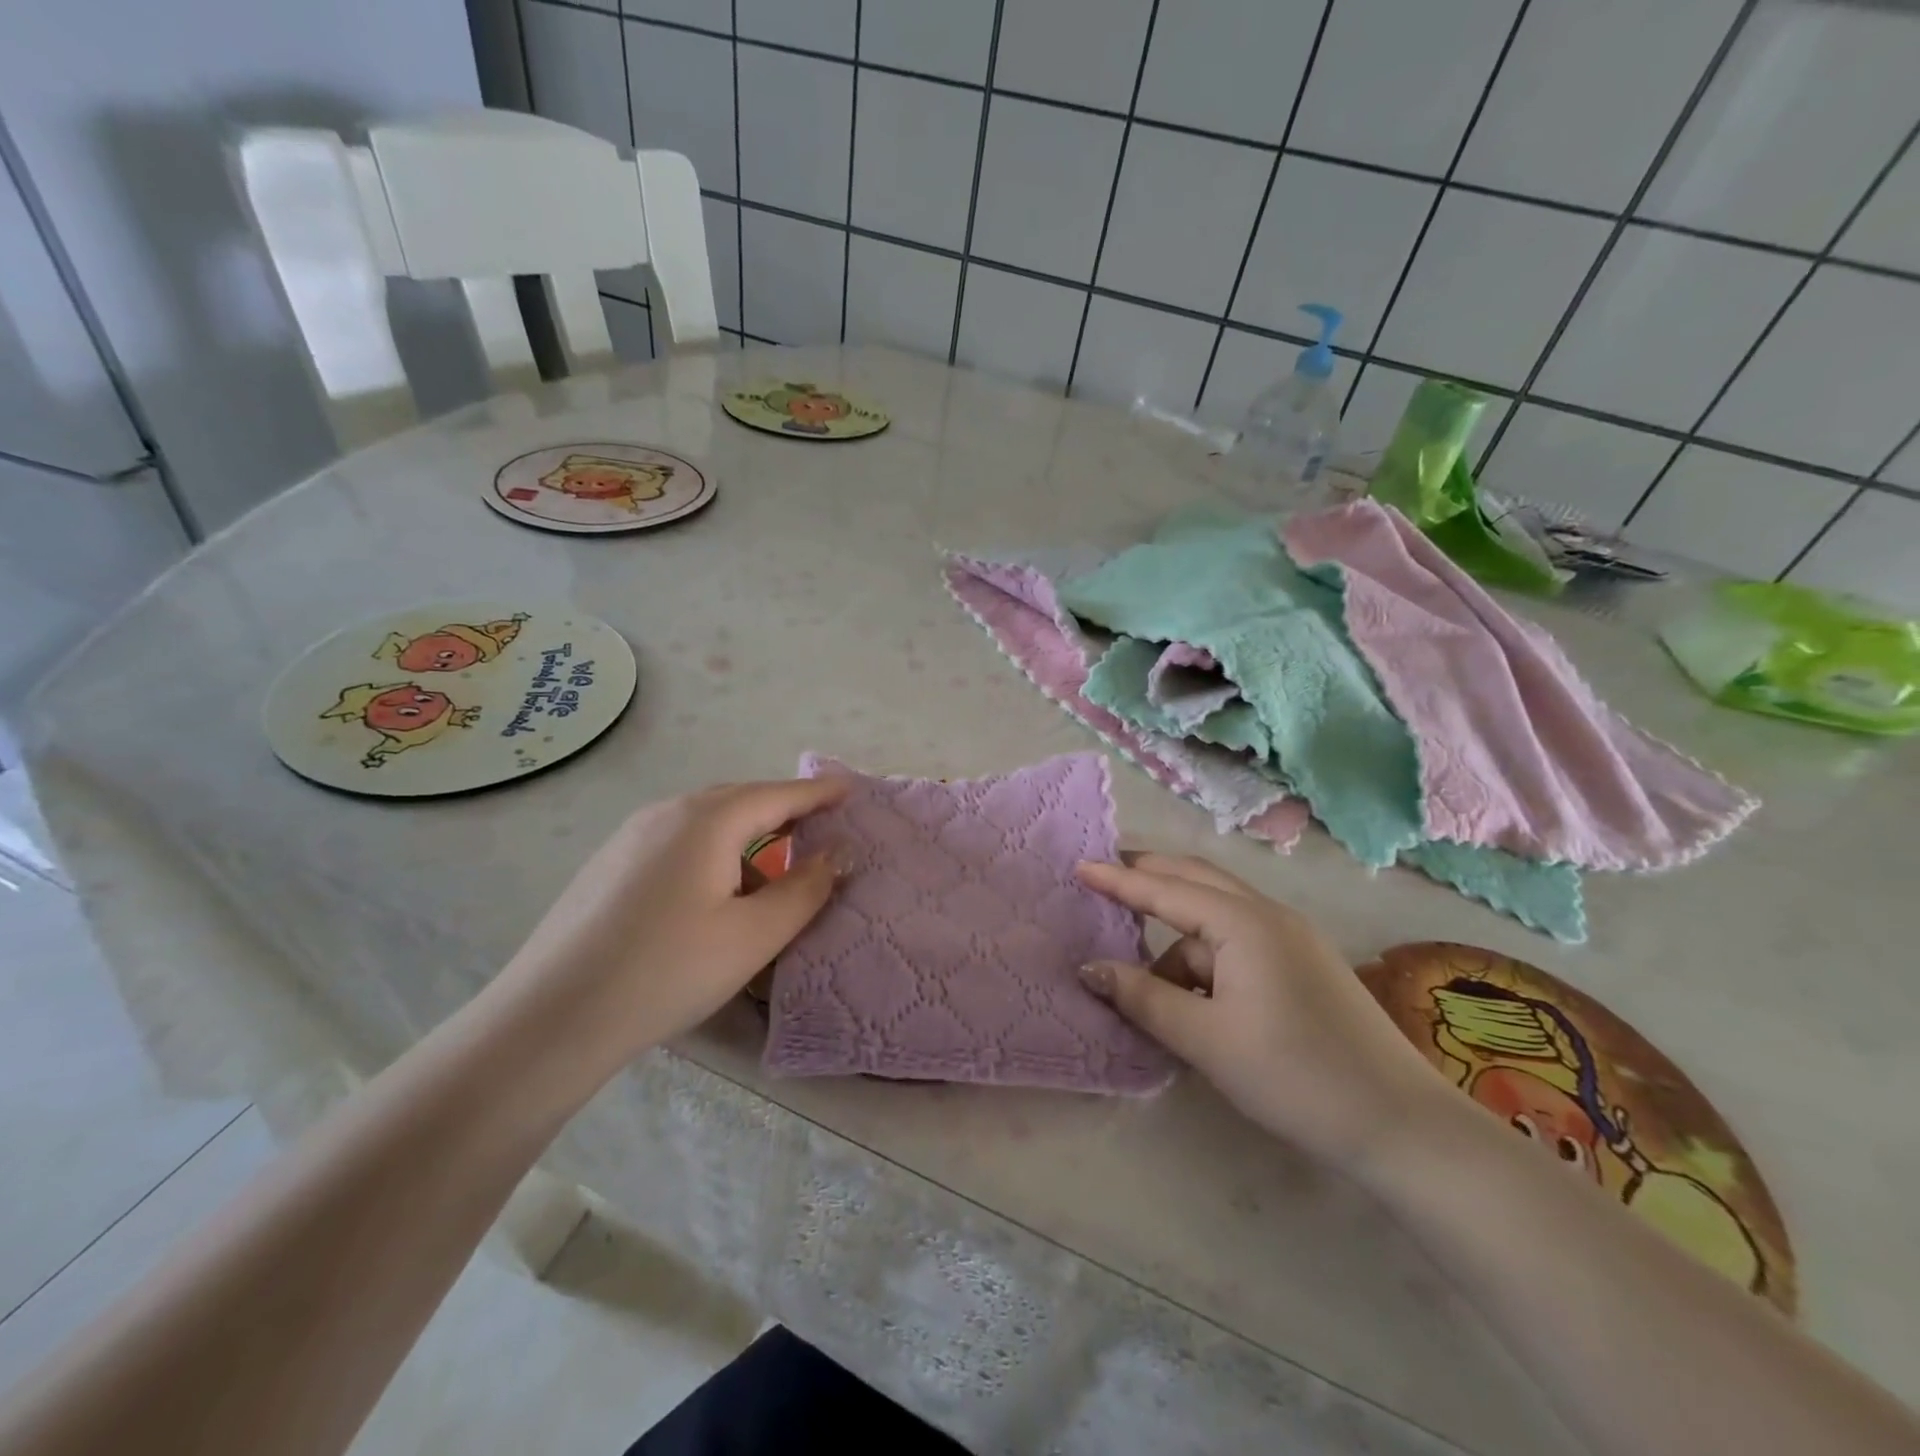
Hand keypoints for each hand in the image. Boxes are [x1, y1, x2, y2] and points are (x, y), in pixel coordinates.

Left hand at [496, 779, 847, 1063]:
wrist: (550, 1018)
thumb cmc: (667, 971)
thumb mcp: (754, 936)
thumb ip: (804, 889)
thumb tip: (837, 853)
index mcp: (707, 820)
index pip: (778, 795)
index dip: (819, 794)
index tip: (851, 790)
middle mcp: (666, 813)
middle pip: (740, 801)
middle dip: (783, 811)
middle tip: (819, 826)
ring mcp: (630, 837)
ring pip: (705, 824)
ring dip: (746, 837)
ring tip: (770, 872)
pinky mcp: (608, 865)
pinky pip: (677, 843)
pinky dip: (712, 853)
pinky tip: (712, 896)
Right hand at [1075, 854, 1442, 1173]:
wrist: (1401, 1124)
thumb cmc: (1294, 1075)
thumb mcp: (1206, 1039)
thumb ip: (1143, 997)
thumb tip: (1090, 968)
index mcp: (1243, 923)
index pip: (1165, 889)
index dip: (1119, 879)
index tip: (1079, 867)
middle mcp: (1268, 915)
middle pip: (1196, 879)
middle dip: (1149, 876)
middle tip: (1105, 878)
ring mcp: (1292, 937)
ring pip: (1217, 915)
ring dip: (1176, 932)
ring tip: (1146, 977)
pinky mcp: (1303, 963)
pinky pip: (1238, 939)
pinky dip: (1205, 954)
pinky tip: (1194, 993)